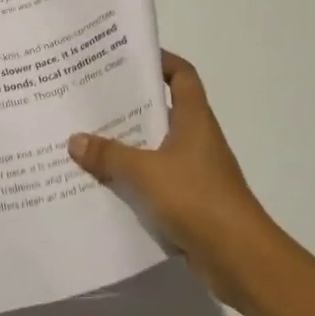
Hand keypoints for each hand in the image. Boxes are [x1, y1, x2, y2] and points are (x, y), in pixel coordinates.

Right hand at [67, 50, 279, 306]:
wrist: (239, 258)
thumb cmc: (197, 199)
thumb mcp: (145, 172)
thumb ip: (109, 155)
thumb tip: (75, 140)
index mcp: (194, 119)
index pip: (181, 75)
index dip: (160, 60)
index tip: (128, 57)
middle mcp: (196, 139)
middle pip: (162, 110)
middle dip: (129, 103)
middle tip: (91, 97)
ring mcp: (194, 172)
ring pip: (155, 148)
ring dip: (126, 145)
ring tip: (86, 138)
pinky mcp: (189, 201)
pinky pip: (154, 181)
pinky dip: (132, 180)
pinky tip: (101, 183)